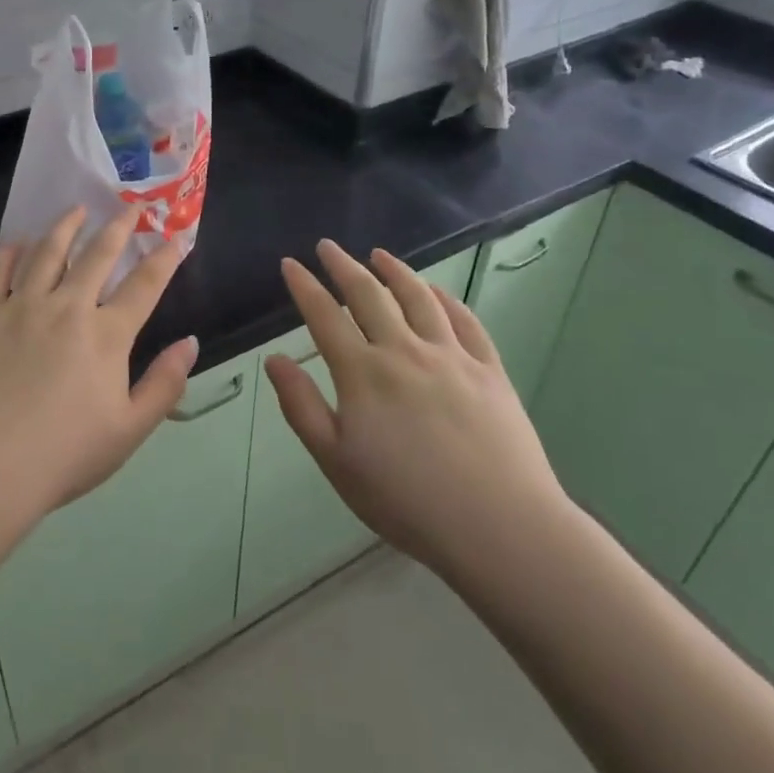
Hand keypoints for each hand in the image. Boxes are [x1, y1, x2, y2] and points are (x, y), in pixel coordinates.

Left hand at [0, 207, 196, 540]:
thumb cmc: (61, 456)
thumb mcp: (129, 431)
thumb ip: (164, 384)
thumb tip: (190, 343)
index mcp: (106, 336)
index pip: (144, 285)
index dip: (164, 259)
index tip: (175, 239)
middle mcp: (66, 308)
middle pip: (97, 256)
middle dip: (118, 228)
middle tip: (128, 209)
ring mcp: (19, 307)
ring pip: (46, 252)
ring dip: (65, 227)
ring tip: (76, 210)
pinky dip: (10, 252)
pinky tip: (17, 243)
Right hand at [264, 241, 571, 591]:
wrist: (498, 526)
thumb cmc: (405, 500)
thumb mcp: (336, 462)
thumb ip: (301, 407)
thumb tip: (274, 360)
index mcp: (362, 373)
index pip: (325, 316)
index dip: (304, 287)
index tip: (290, 264)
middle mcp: (404, 351)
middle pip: (368, 295)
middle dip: (343, 266)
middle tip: (328, 246)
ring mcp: (451, 356)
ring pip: (418, 297)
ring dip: (395, 271)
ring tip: (379, 254)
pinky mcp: (489, 369)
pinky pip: (464, 320)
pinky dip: (445, 298)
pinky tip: (436, 291)